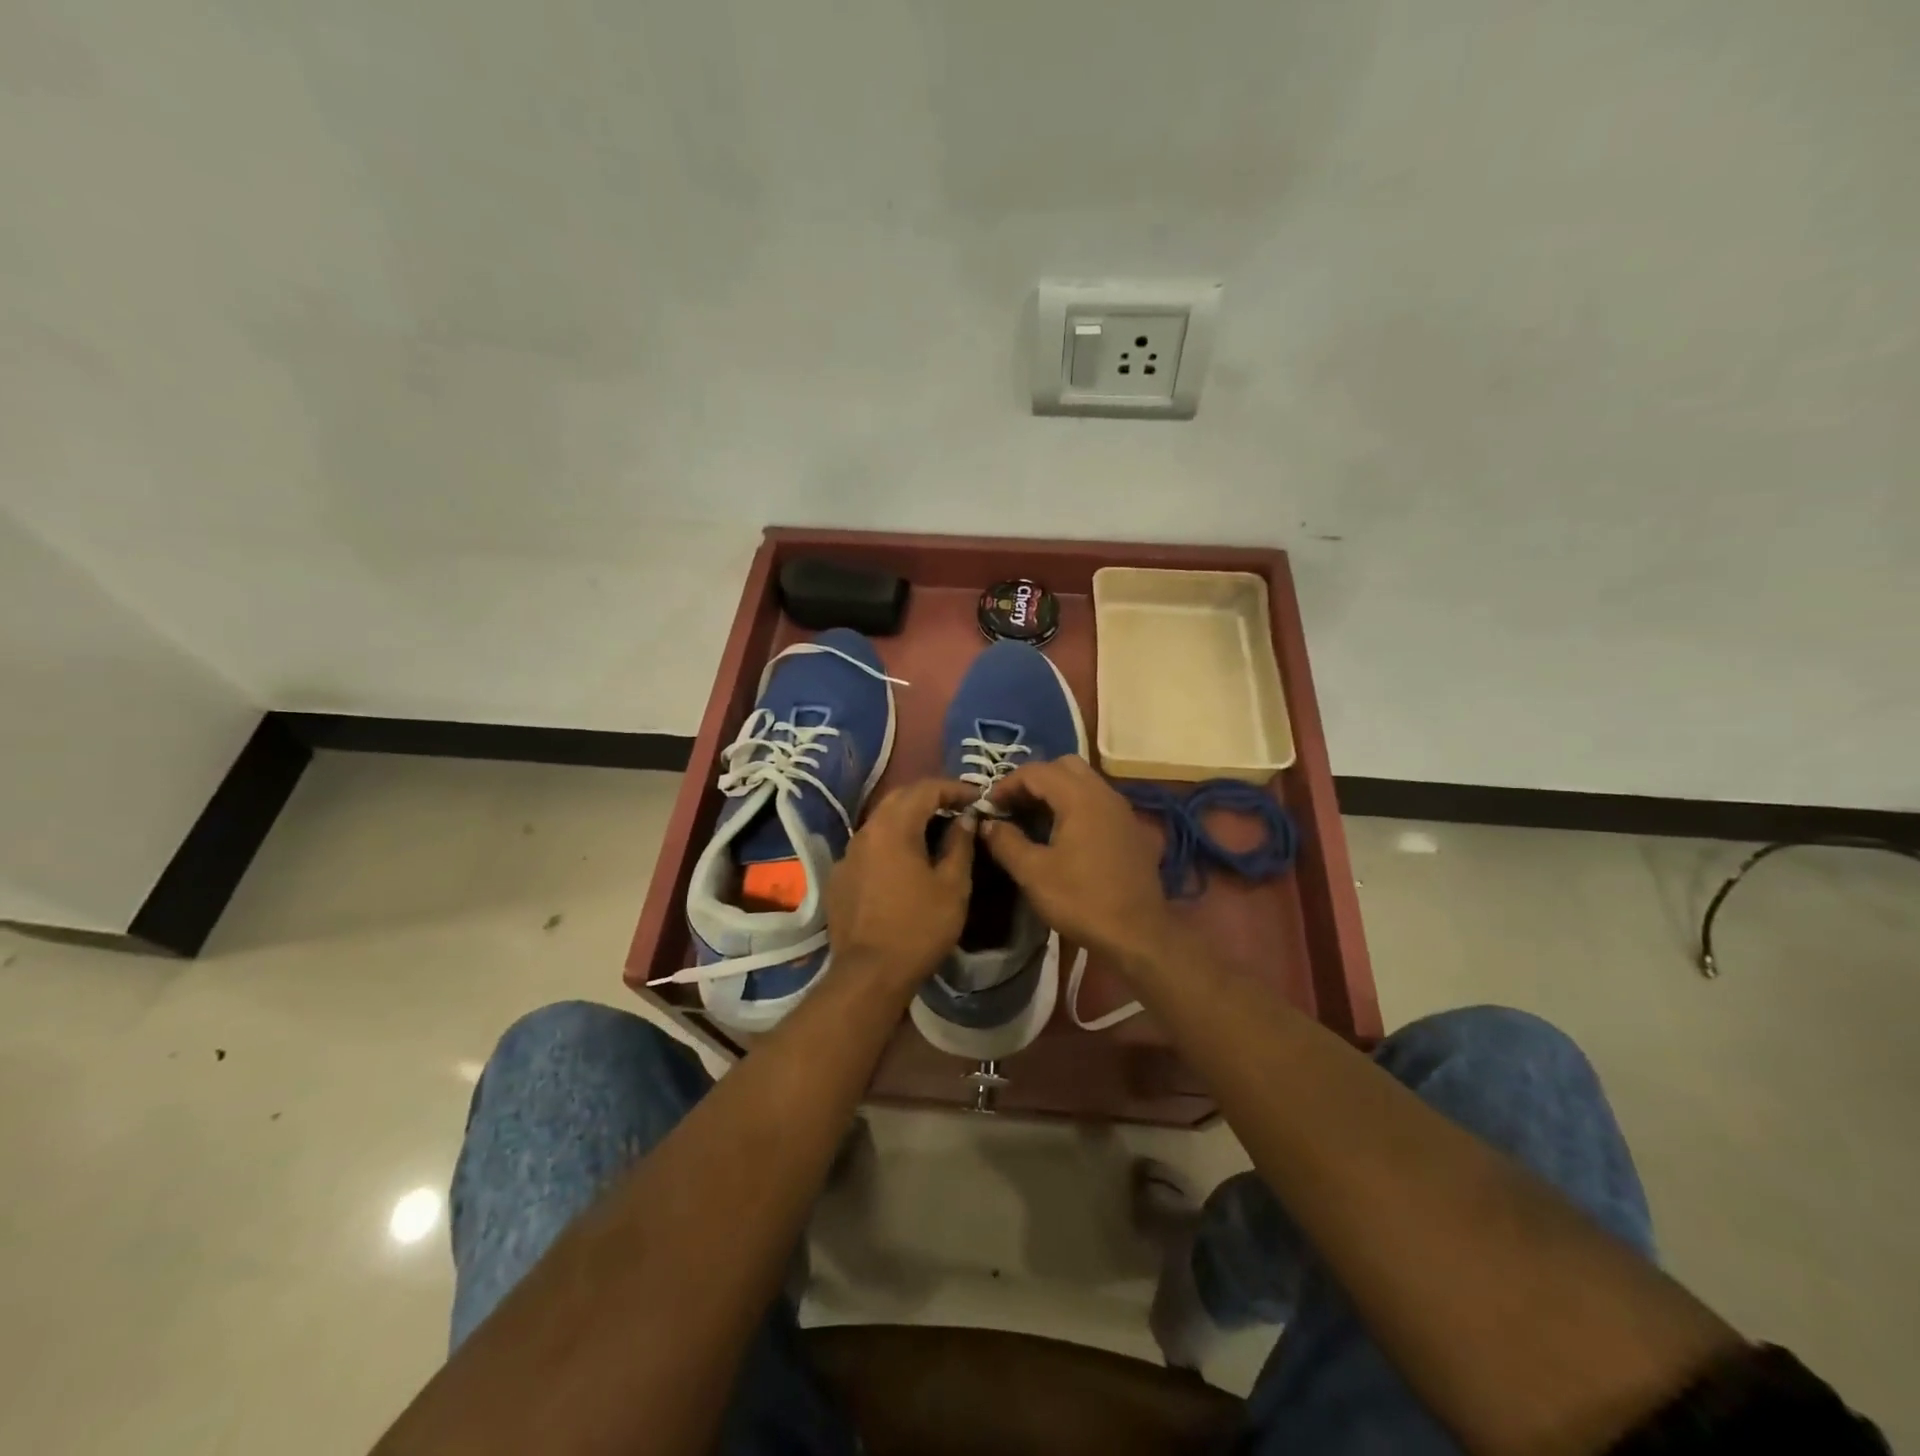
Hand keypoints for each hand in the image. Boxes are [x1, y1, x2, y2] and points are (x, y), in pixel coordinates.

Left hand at [827, 778, 978, 995]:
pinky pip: (869, 847)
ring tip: (936, 832)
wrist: (868, 975)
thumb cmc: (919, 928)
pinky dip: (892, 843)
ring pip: (882, 822)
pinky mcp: (840, 877)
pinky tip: (906, 863)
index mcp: (893, 827)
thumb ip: (960, 844)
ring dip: (910, 819)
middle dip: (931, 797)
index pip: (926, 788)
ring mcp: (848, 854)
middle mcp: (865, 831)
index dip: (955, 788)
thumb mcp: (953, 886)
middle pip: (900, 798)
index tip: (979, 798)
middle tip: (958, 808)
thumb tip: (966, 817)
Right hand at [980, 756, 1175, 963]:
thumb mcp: (1033, 873)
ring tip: (1033, 818)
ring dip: (1056, 792)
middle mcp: (1104, 794)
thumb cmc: (1082, 900)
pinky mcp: (1130, 829)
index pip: (1037, 771)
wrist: (1138, 934)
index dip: (1007, 783)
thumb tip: (988, 824)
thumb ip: (1006, 842)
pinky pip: (1098, 802)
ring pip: (1084, 782)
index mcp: (1080, 798)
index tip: (989, 806)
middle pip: (1064, 766)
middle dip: (1034, 780)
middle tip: (1013, 806)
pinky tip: (1064, 834)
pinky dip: (1076, 805)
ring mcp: (1122, 811)